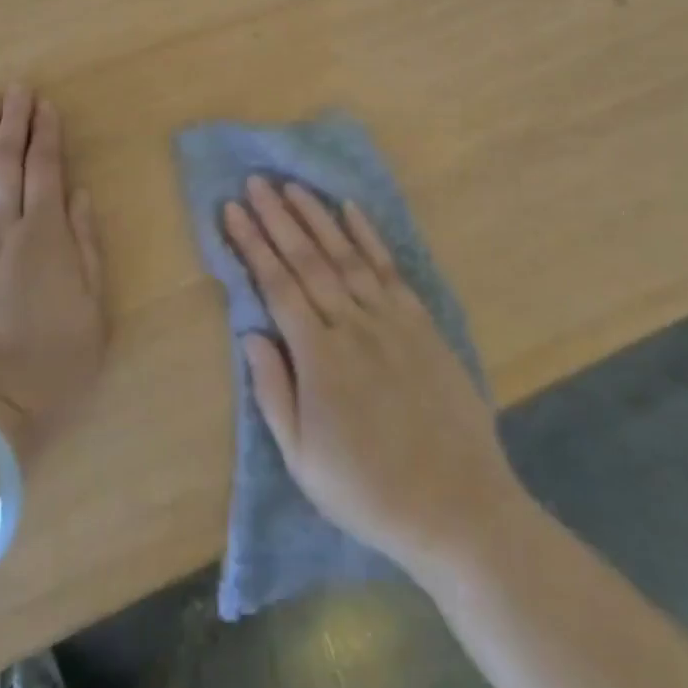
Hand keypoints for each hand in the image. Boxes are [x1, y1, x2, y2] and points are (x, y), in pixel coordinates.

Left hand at [0, 85, 106, 467]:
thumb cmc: (51, 367)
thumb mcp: (93, 312)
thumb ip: (86, 247)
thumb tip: (79, 196)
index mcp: (44, 238)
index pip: (45, 171)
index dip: (46, 135)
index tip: (46, 106)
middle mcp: (0, 230)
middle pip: (5, 163)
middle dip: (13, 122)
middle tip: (17, 90)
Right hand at [223, 178, 523, 573]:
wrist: (457, 505)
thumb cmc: (368, 490)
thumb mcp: (302, 459)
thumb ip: (273, 391)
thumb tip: (250, 332)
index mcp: (318, 357)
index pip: (276, 285)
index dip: (252, 245)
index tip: (231, 211)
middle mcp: (352, 324)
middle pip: (307, 259)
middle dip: (277, 217)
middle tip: (255, 181)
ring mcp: (390, 319)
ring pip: (345, 254)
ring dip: (317, 216)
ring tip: (293, 185)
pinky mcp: (420, 321)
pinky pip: (389, 268)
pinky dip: (368, 235)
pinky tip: (351, 210)